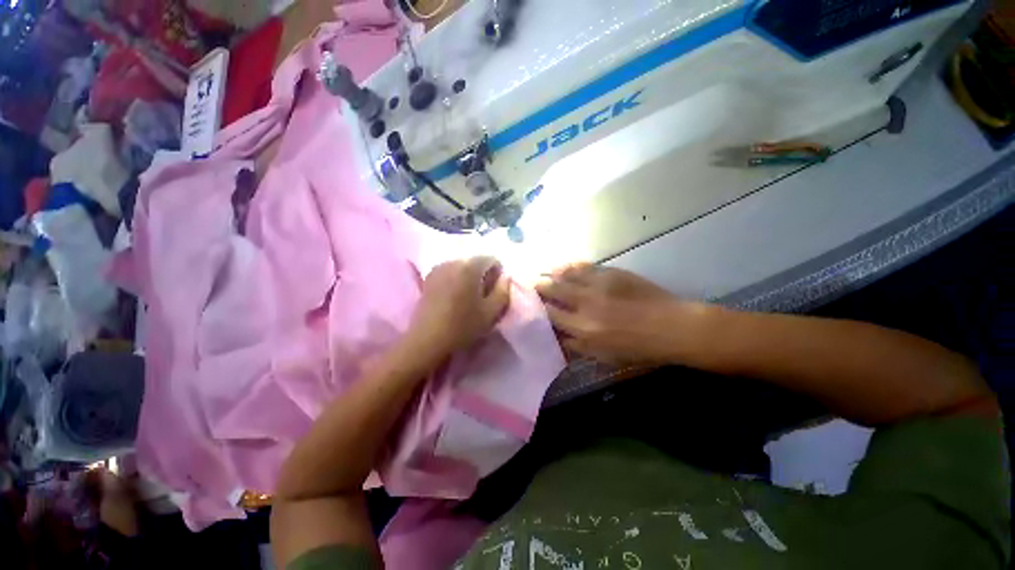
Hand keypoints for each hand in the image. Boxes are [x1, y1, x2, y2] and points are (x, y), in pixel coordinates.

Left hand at [407, 257, 511, 360]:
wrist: (427, 340)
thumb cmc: (463, 326)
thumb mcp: (491, 312)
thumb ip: (503, 291)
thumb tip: (505, 277)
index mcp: (470, 267)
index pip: (492, 259)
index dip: (498, 273)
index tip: (495, 291)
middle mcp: (453, 262)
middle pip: (475, 261)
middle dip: (483, 275)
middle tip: (483, 296)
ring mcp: (438, 269)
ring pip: (461, 267)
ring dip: (469, 278)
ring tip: (468, 298)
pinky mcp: (428, 278)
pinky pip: (449, 273)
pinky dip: (456, 280)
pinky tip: (453, 298)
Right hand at [536, 264, 700, 364]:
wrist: (673, 327)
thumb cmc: (639, 349)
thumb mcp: (605, 356)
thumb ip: (577, 346)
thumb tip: (557, 336)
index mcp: (582, 331)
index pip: (549, 317)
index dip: (537, 310)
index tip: (529, 306)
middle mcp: (584, 307)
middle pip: (551, 294)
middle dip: (538, 289)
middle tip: (530, 286)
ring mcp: (597, 288)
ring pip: (563, 278)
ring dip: (550, 276)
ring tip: (543, 274)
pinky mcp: (610, 274)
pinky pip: (583, 267)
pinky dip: (570, 267)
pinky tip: (563, 266)